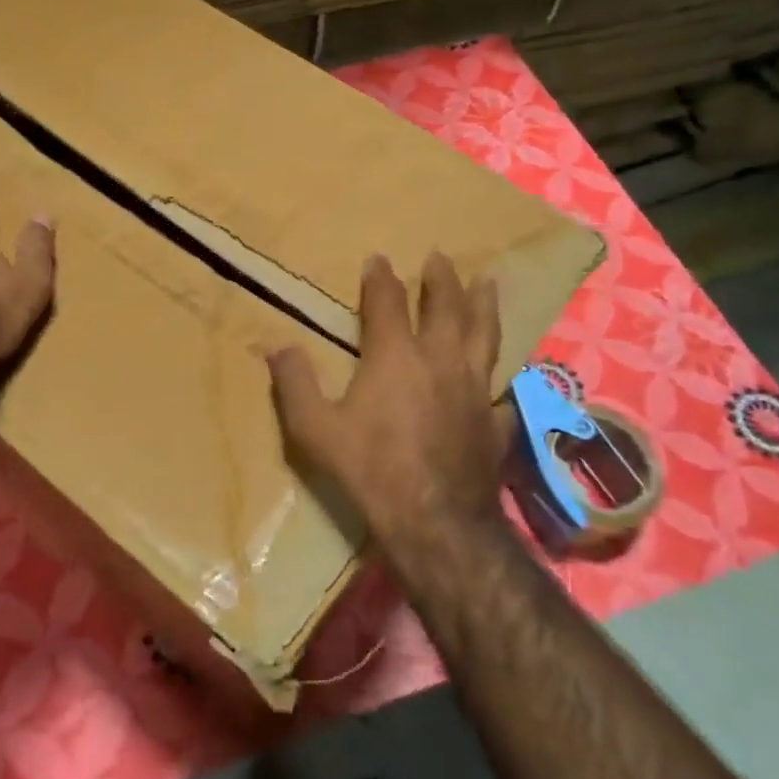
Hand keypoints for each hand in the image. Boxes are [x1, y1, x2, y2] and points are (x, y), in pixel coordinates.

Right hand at [269, 253, 507, 544]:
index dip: (380, 278)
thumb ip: (295, 383)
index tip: (378, 259)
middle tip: (440, 257)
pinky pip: (501, 392)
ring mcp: (474, 389)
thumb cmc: (369, 468)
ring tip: (489, 283)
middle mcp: (440, 359)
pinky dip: (501, 382)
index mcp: (395, 355)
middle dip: (441, 279)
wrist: (434, 520)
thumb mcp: (314, 428)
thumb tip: (275, 346)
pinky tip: (502, 382)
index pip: (387, 302)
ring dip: (485, 305)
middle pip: (446, 306)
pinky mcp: (495, 420)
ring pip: (485, 335)